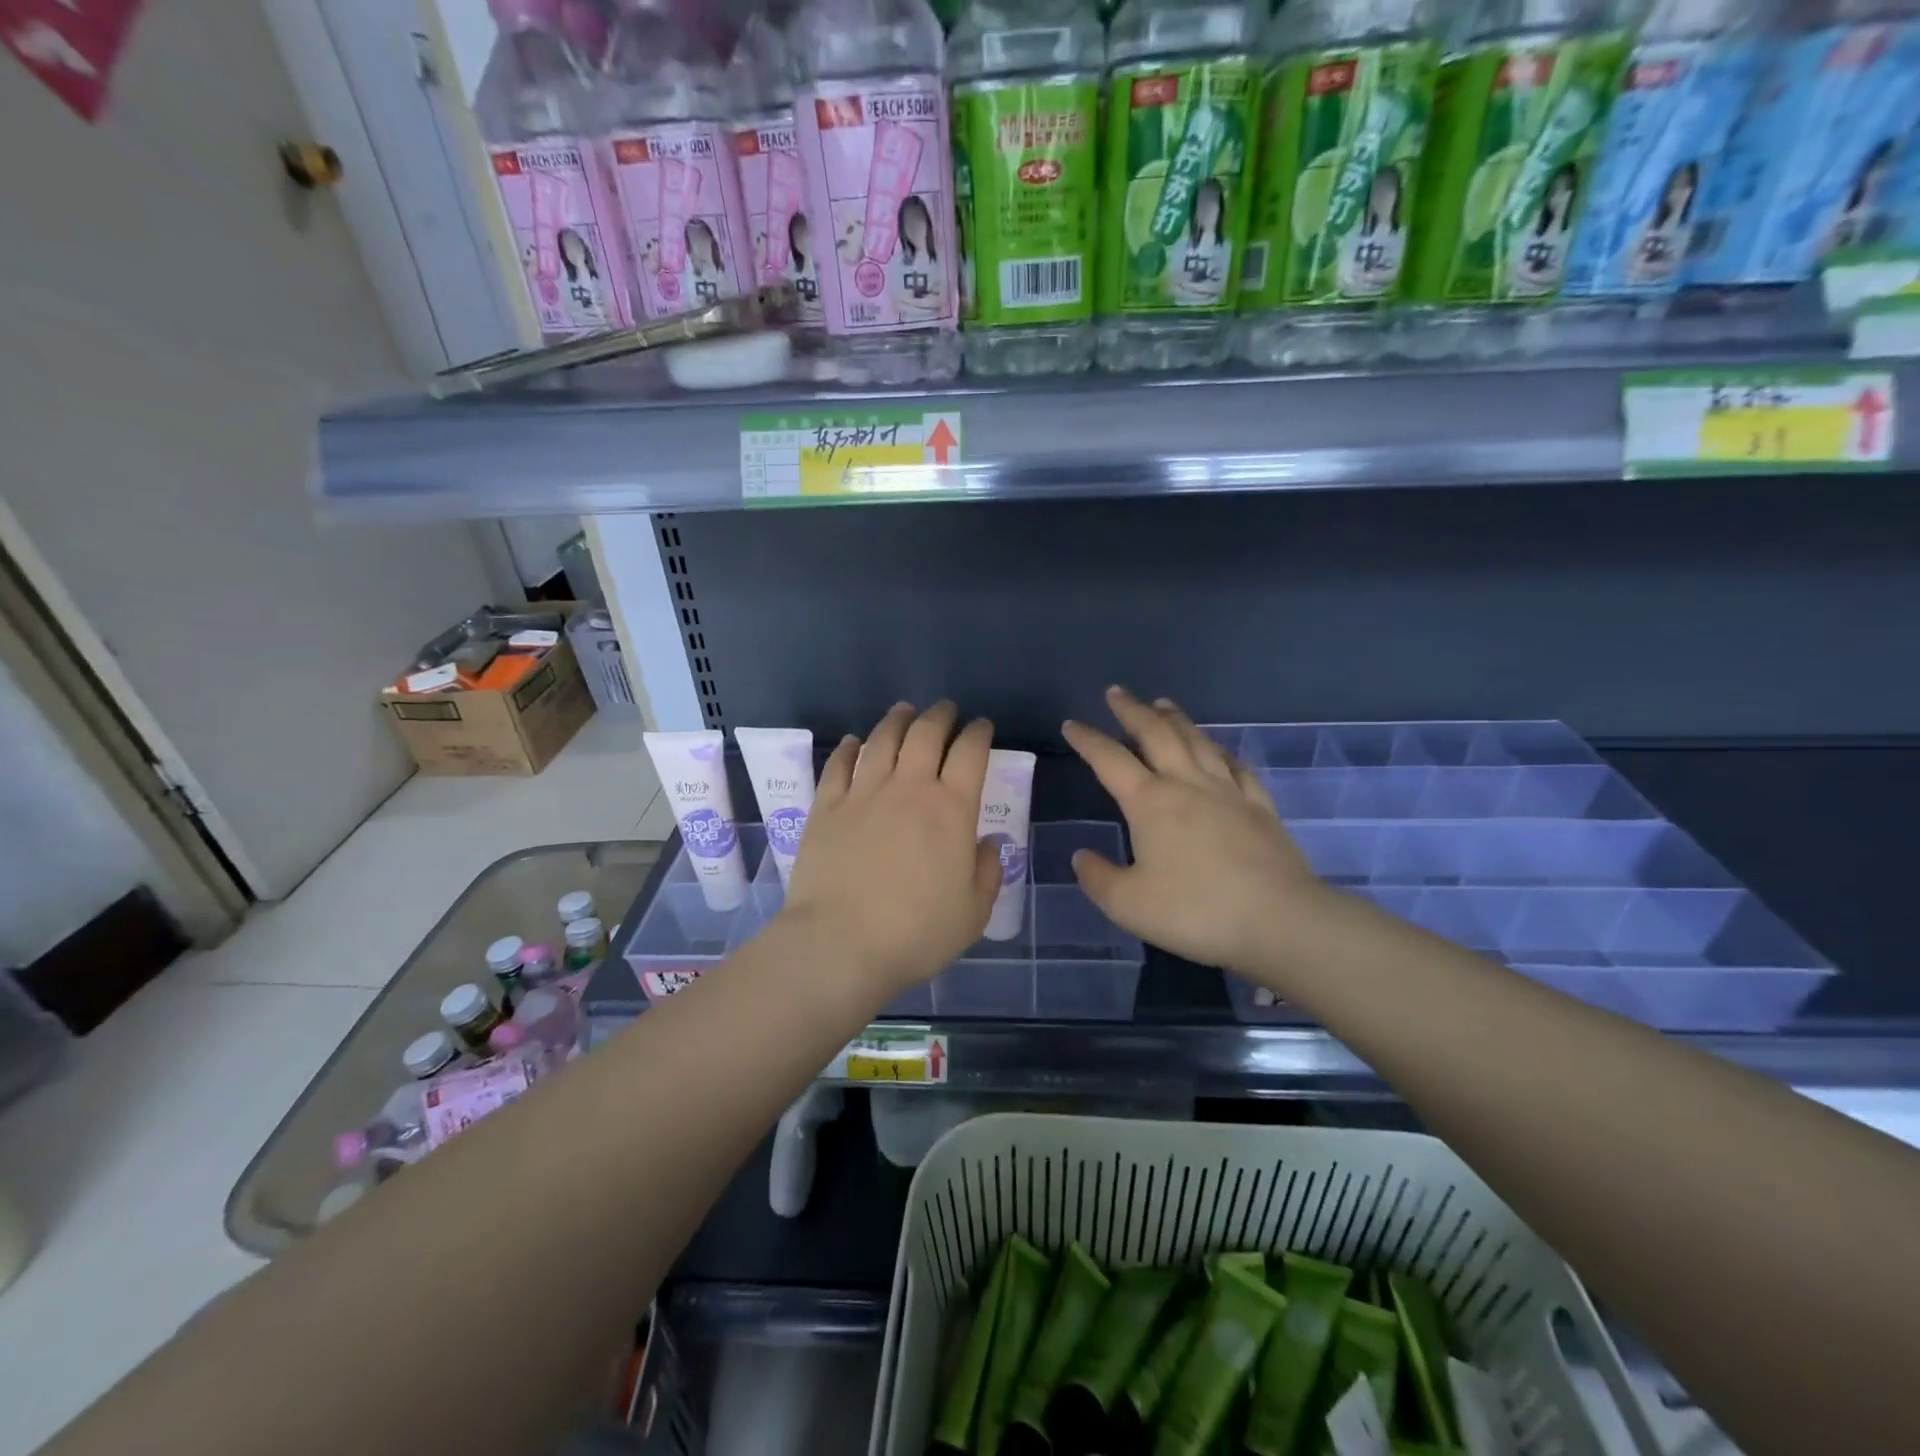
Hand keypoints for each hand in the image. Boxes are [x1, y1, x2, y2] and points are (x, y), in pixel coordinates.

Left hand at [782, 702, 1000, 997]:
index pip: (970, 753)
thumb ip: (987, 872)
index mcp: (951, 810)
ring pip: (882, 739)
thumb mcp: (973, 913)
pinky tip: (856, 742)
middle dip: (940, 715)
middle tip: (946, 710)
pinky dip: (851, 748)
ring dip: (897, 720)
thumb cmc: (916, 933)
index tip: (982, 727)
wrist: (840, 943)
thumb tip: (988, 842)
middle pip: (926, 733)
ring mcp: (863, 793)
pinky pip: (840, 764)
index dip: (979, 733)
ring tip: (905, 711)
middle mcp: (909, 788)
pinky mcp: (827, 807)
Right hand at [1063, 687, 1325, 974]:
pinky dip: (1222, 751)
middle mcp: (1187, 784)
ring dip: (1176, 719)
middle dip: (1132, 711)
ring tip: (1162, 704)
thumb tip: (1082, 856)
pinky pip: (1237, 767)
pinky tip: (1219, 750)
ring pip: (1197, 742)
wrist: (1278, 921)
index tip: (1071, 724)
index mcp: (1150, 802)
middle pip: (1156, 734)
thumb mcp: (1127, 904)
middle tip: (1117, 693)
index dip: (1088, 739)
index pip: (1109, 760)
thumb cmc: (1195, 910)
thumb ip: (1098, 878)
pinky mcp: (1260, 807)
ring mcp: (1228, 792)